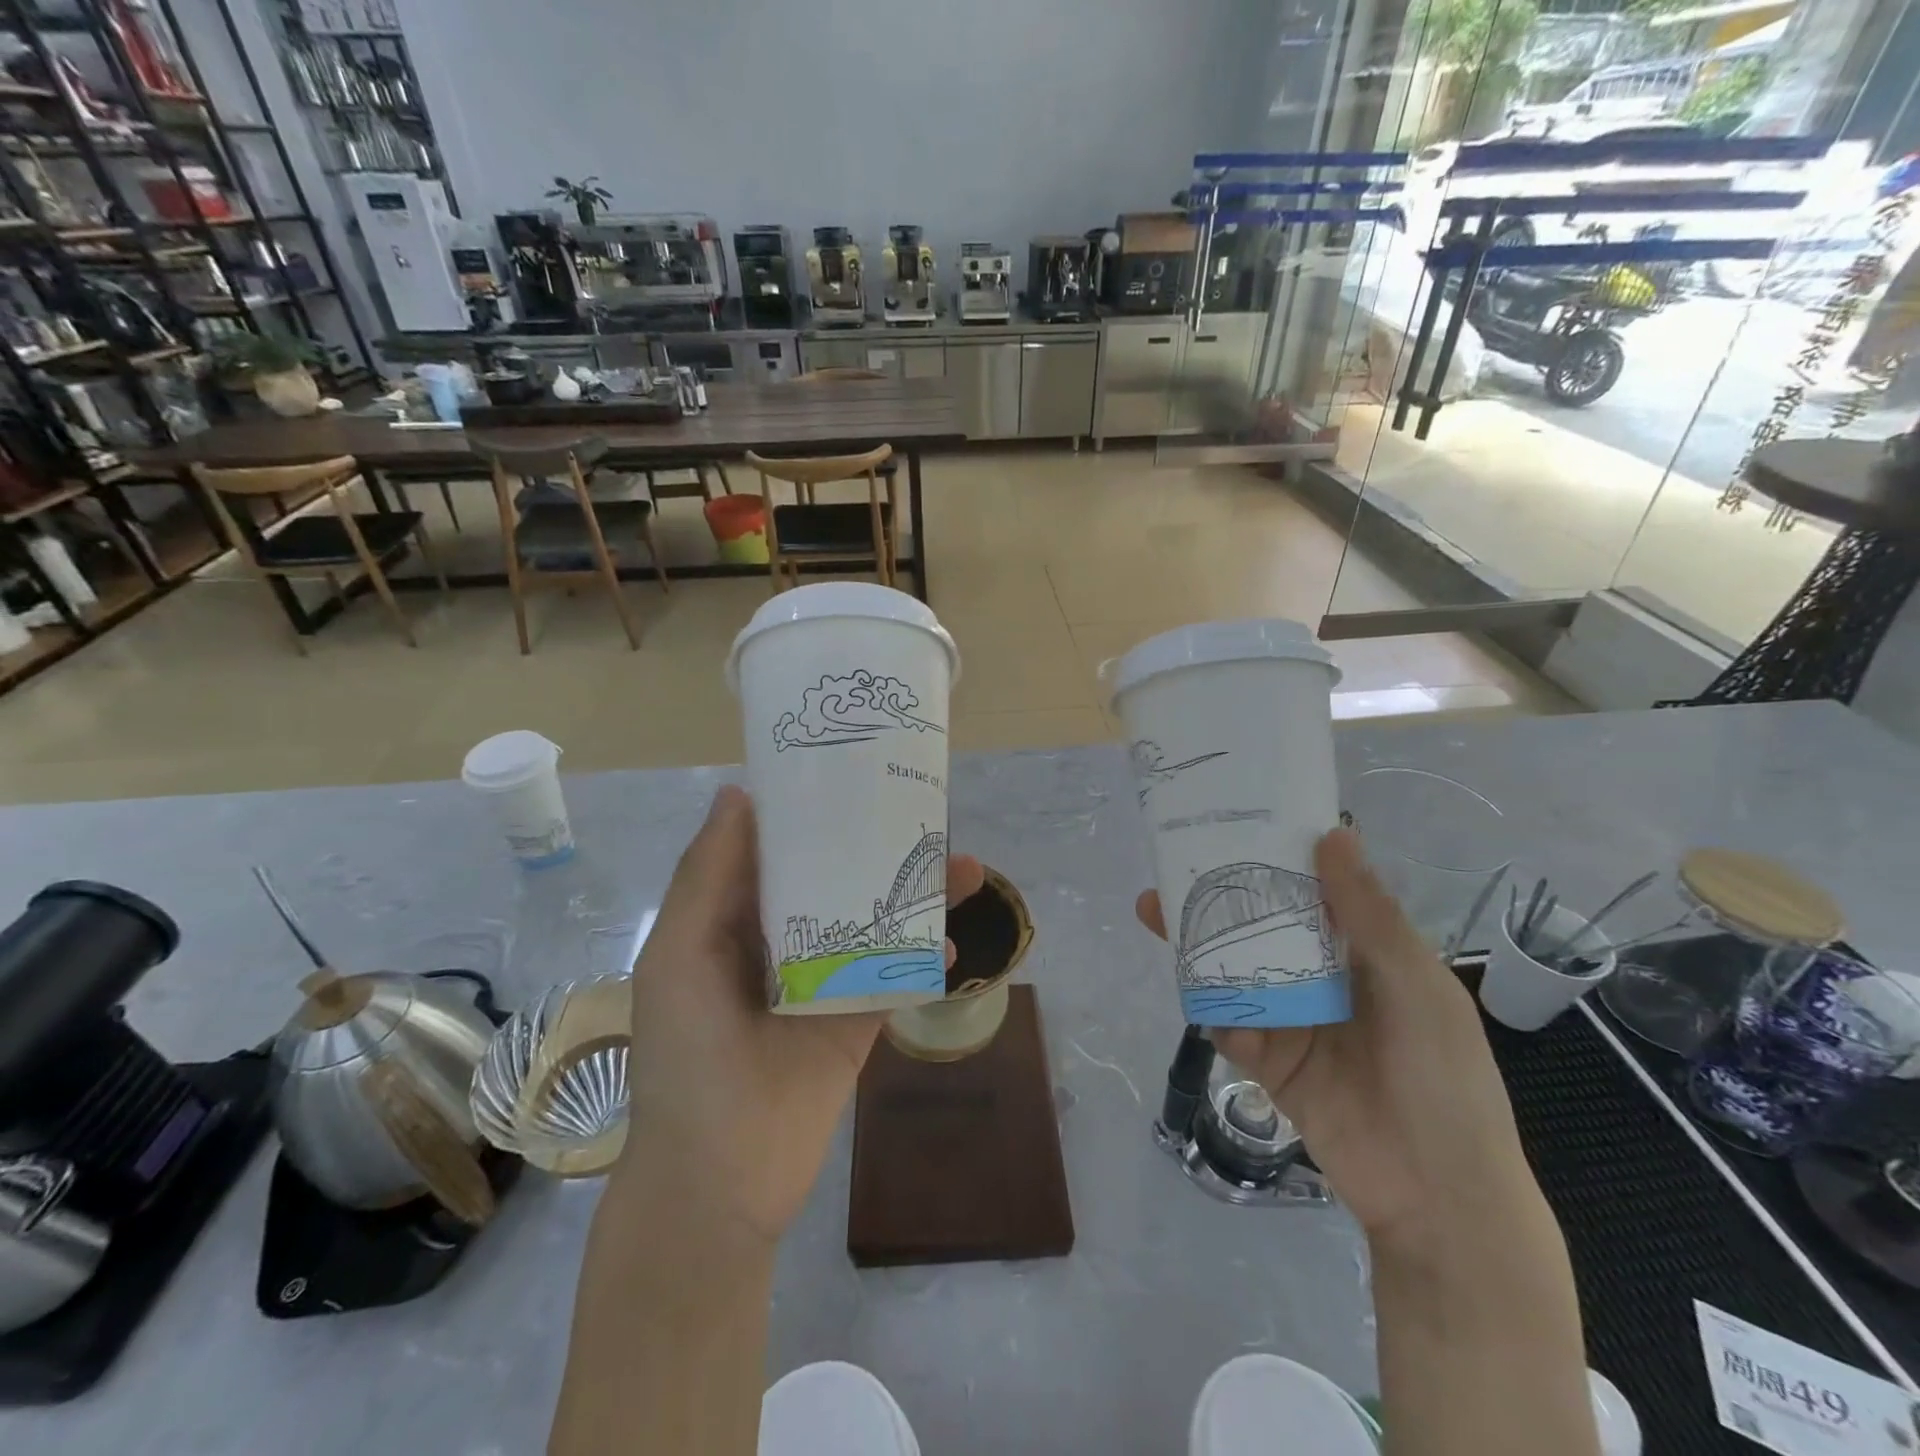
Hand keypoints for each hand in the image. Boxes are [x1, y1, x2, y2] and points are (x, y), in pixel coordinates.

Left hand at [619, 785, 984, 1248]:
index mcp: (733, 920)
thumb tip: (739, 794)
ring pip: (875, 922)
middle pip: (836, 879)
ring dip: (916, 896)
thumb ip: (706, 876)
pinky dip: (924, 957)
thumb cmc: (687, 1057)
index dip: (809, 810)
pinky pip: (896, 977)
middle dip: (876, 847)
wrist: (718, 1181)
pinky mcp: (857, 1020)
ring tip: (963, 868)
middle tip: (923, 812)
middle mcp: (781, 941)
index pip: (777, 849)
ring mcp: (824, 981)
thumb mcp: (678, 955)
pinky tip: (950, 941)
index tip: (851, 770)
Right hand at [1138, 828, 1533, 1254]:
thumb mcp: (1418, 987)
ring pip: (1234, 970)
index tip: (1228, 827)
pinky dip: (1217, 1011)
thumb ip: (1371, 915)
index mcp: (1363, 952)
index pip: (1309, 892)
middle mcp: (1321, 978)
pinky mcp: (1266, 1060)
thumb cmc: (1444, 1079)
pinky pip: (1229, 1023)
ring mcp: (1290, 1019)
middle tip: (1169, 873)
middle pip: (1259, 927)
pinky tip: (1206, 1001)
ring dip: (1199, 946)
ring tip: (1157, 916)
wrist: (1440, 1198)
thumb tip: (1333, 833)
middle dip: (1216, 900)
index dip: (1270, 859)